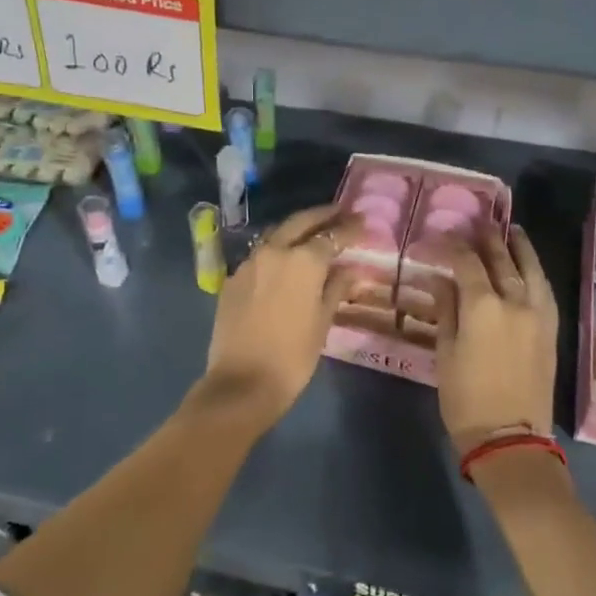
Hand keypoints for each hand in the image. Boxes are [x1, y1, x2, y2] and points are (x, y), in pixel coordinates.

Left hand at [195, 204, 361, 429]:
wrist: (241, 383)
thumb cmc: (292, 356)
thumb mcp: (322, 322)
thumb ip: (337, 289)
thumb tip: (352, 271)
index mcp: (303, 260)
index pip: (332, 235)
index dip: (349, 228)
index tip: (363, 221)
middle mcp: (274, 251)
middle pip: (301, 222)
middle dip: (322, 215)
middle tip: (340, 212)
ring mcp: (249, 263)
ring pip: (277, 235)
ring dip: (297, 230)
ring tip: (313, 233)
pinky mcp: (233, 279)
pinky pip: (260, 256)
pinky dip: (276, 252)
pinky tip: (285, 263)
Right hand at [434, 226, 559, 454]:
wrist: (511, 439)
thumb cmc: (466, 399)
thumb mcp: (445, 353)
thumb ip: (446, 310)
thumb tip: (440, 280)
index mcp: (482, 306)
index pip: (467, 263)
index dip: (453, 246)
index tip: (441, 237)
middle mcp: (514, 301)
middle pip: (501, 259)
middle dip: (487, 239)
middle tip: (478, 222)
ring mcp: (538, 315)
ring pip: (531, 269)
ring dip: (519, 247)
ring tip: (512, 230)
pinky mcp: (551, 330)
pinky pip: (545, 290)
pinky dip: (536, 272)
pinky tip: (530, 267)